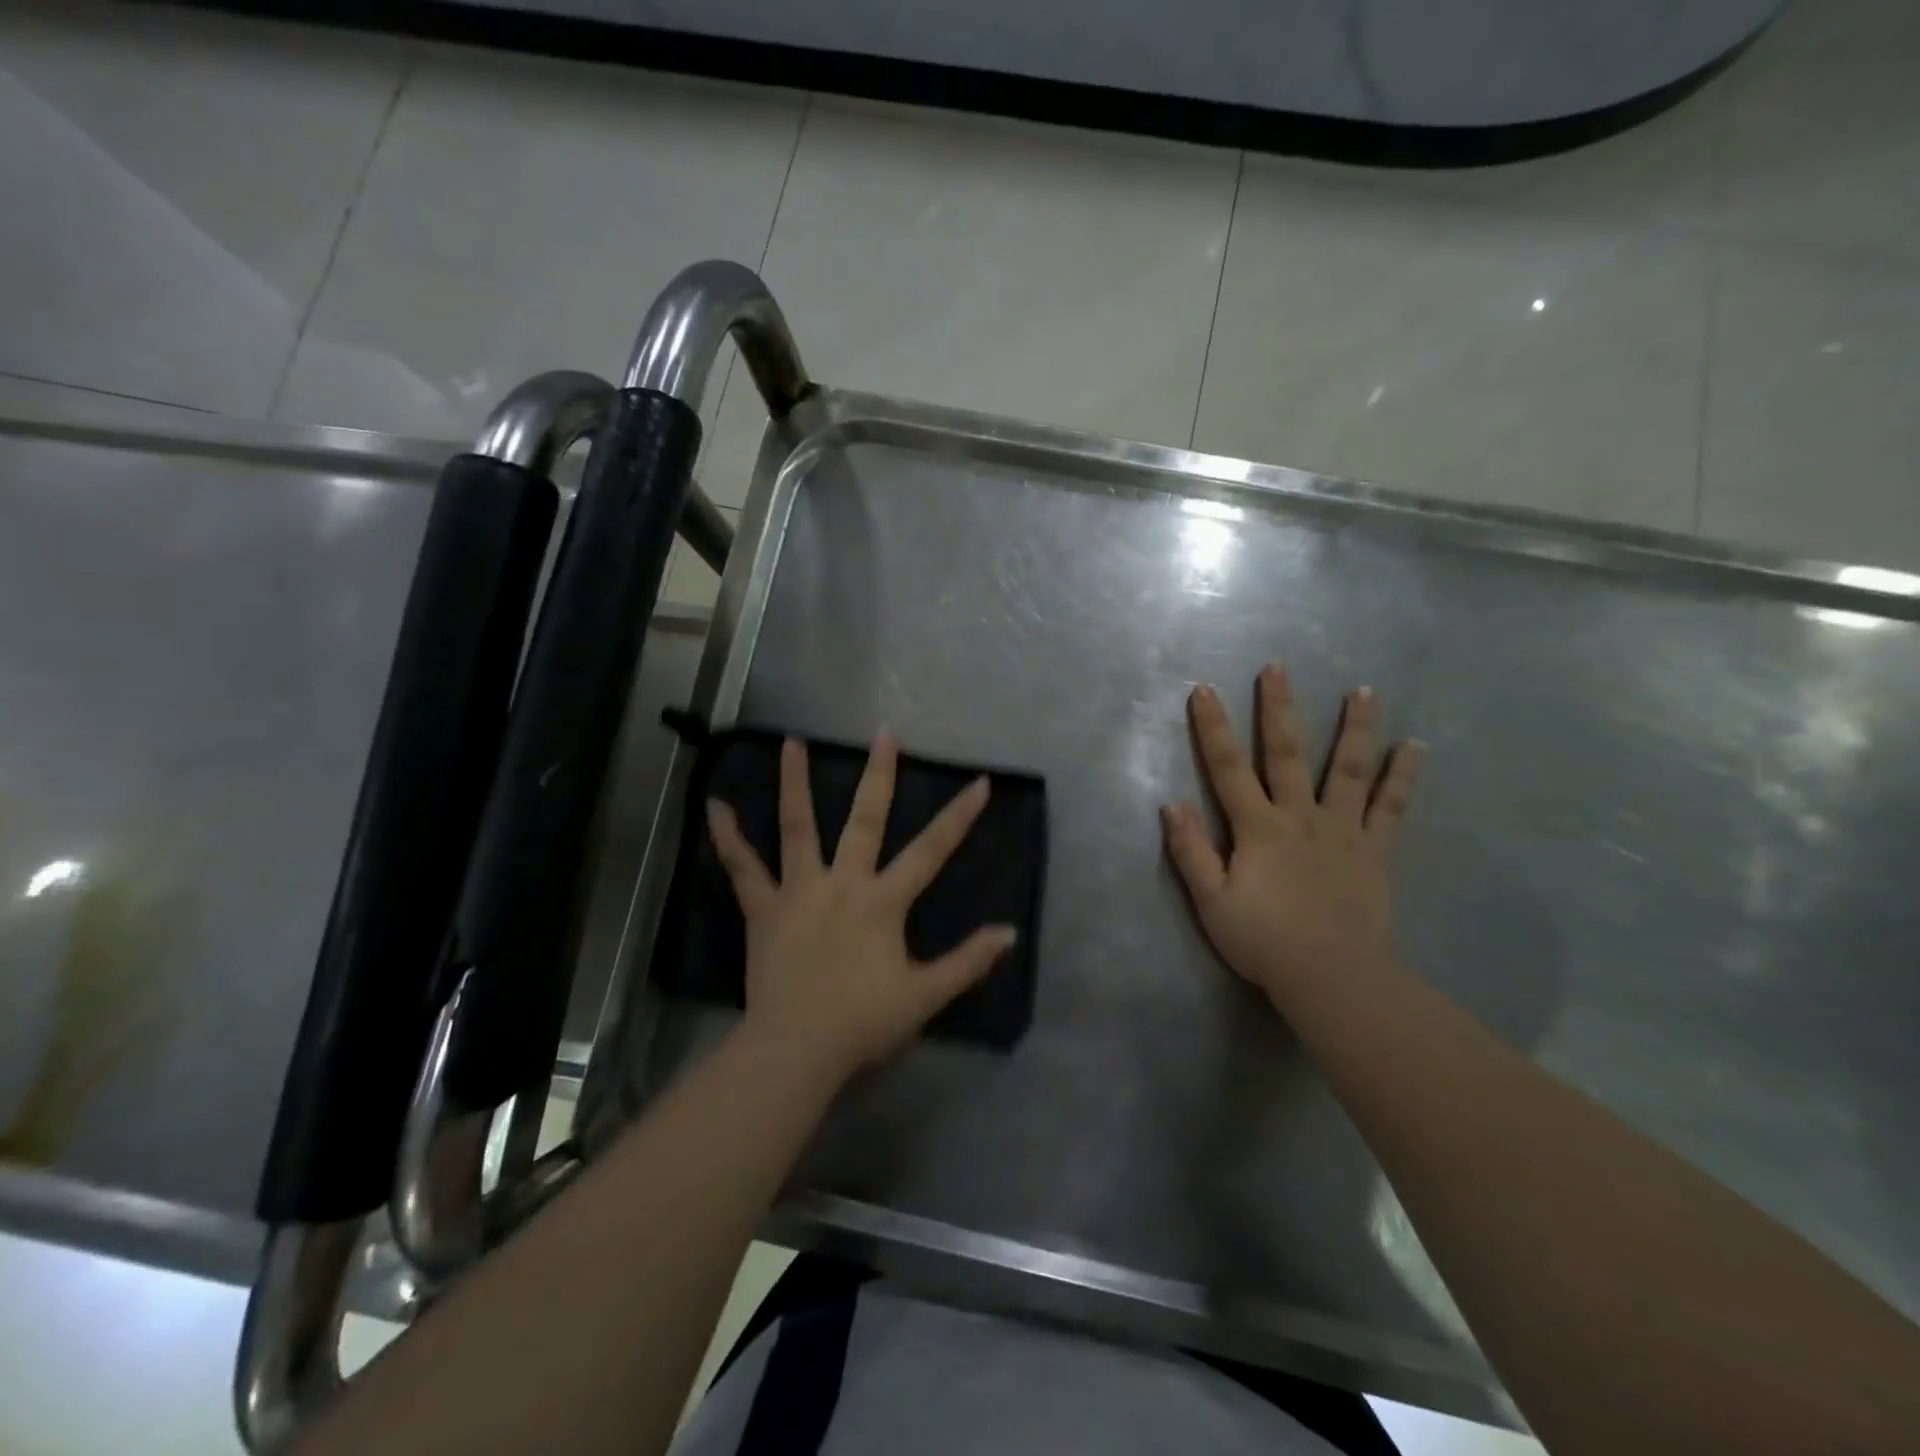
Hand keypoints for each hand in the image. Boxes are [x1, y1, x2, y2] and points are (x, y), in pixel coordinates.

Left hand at [706, 733, 1016, 1085]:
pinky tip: (715, 806)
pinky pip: (741, 867)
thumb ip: (968, 963)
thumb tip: (1009, 933)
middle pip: (865, 820)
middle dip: (879, 775)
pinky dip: (728, 836)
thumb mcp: (925, 996)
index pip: (931, 851)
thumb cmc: (862, 1022)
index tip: (979, 782)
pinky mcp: (762, 909)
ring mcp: (799, 891)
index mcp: (882, 901)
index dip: (958, 816)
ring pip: (798, 827)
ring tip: (791, 741)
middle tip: (883, 734)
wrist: (796, 1049)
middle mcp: (842, 882)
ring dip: (795, 782)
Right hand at [1162, 665, 1421, 1010]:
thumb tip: (1171, 804)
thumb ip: (1190, 852)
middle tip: (1278, 667)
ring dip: (1354, 728)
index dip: (1213, 728)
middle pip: (1287, 754)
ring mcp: (1342, 830)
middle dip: (1278, 709)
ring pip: (1348, 769)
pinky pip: (1391, 808)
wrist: (1332, 977)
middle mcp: (1300, 816)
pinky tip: (1415, 748)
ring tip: (1364, 690)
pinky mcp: (1374, 850)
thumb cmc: (1263, 941)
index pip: (1227, 768)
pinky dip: (1403, 777)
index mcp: (1257, 828)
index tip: (1204, 690)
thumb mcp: (1211, 902)